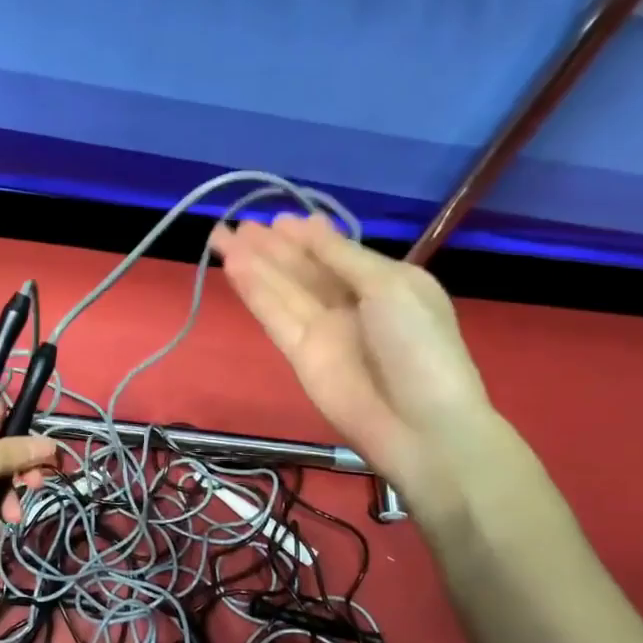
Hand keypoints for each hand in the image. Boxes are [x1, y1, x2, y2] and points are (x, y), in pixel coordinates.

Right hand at [212, 212, 499, 515]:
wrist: (420, 424)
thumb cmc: (418, 345)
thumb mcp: (390, 286)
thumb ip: (342, 256)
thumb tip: (309, 225)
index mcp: (383, 282)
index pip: (335, 252)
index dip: (305, 236)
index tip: (276, 219)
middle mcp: (349, 303)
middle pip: (301, 268)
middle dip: (270, 246)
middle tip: (237, 225)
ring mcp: (322, 330)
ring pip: (280, 288)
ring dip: (252, 263)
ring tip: (221, 236)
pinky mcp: (298, 354)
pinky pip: (273, 314)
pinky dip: (254, 291)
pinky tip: (233, 267)